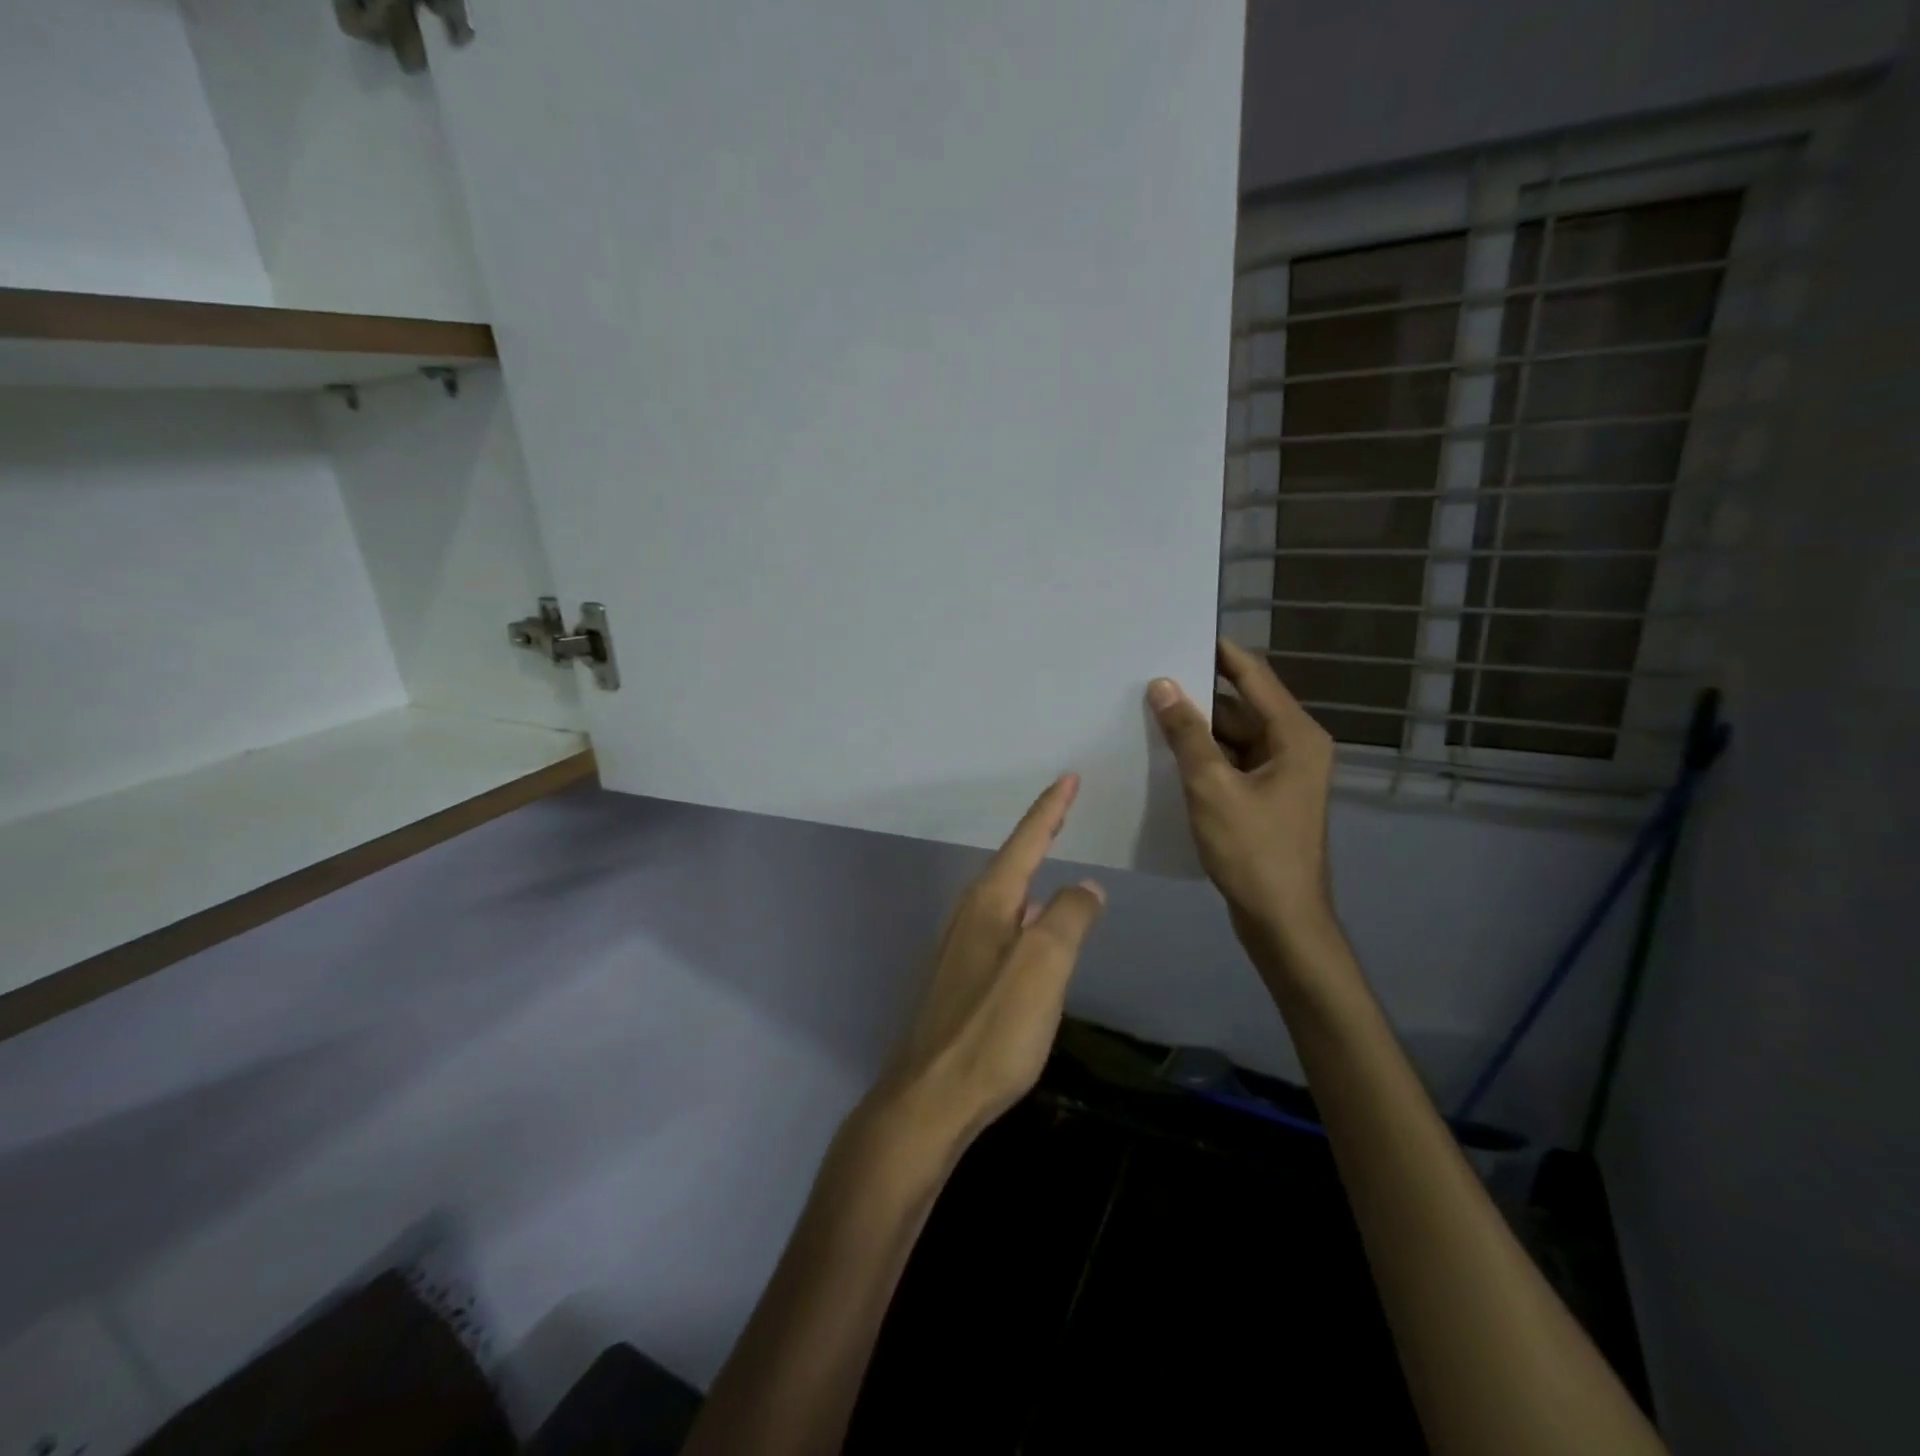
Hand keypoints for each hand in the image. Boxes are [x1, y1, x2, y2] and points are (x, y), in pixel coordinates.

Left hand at [869, 775, 1104, 1159]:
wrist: (930, 1099)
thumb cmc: (991, 1029)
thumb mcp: (1043, 968)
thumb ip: (1069, 920)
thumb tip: (1086, 887)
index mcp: (989, 903)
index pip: (1026, 842)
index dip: (1050, 809)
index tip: (1069, 778)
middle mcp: (970, 915)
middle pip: (1011, 862)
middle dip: (1039, 833)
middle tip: (1063, 808)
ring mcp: (961, 947)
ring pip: (1005, 895)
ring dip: (1030, 870)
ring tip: (1052, 856)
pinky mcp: (961, 979)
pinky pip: (1002, 925)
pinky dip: (1025, 910)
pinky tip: (1034, 927)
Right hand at [1148, 639, 1339, 963]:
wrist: (1283, 921)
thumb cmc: (1253, 851)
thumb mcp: (1212, 788)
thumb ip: (1187, 735)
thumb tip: (1162, 685)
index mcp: (1295, 736)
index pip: (1254, 676)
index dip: (1219, 653)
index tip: (1180, 632)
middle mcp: (1295, 747)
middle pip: (1241, 707)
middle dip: (1198, 696)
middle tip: (1149, 679)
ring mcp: (1282, 775)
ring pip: (1234, 738)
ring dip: (1198, 730)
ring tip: (1148, 713)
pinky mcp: (1267, 799)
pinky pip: (1232, 763)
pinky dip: (1205, 758)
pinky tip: (1167, 756)